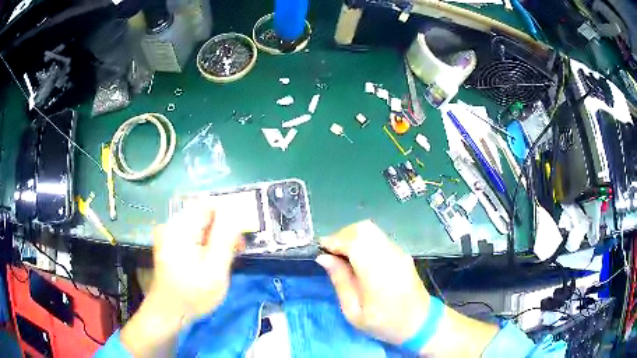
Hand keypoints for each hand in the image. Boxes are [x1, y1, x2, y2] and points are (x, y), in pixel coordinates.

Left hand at [149, 205, 243, 322]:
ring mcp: (168, 234)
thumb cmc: (192, 295)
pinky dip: (205, 244)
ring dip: (215, 238)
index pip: (209, 205)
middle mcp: (171, 225)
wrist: (167, 313)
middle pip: (204, 215)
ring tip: (224, 260)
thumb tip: (235, 213)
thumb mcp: (215, 271)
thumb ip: (225, 240)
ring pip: (200, 225)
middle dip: (223, 230)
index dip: (229, 216)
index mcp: (180, 228)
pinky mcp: (169, 243)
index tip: (239, 237)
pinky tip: (210, 261)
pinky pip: (192, 234)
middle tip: (236, 251)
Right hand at [316, 220, 429, 345]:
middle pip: (363, 229)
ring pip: (371, 230)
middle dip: (342, 235)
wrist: (419, 322)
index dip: (334, 240)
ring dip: (352, 236)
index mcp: (377, 273)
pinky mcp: (402, 253)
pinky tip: (358, 257)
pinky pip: (379, 237)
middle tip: (331, 253)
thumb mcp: (354, 312)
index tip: (321, 249)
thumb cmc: (384, 323)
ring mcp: (398, 252)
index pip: (354, 241)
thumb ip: (340, 282)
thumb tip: (324, 258)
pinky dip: (363, 240)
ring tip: (343, 255)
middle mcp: (390, 256)